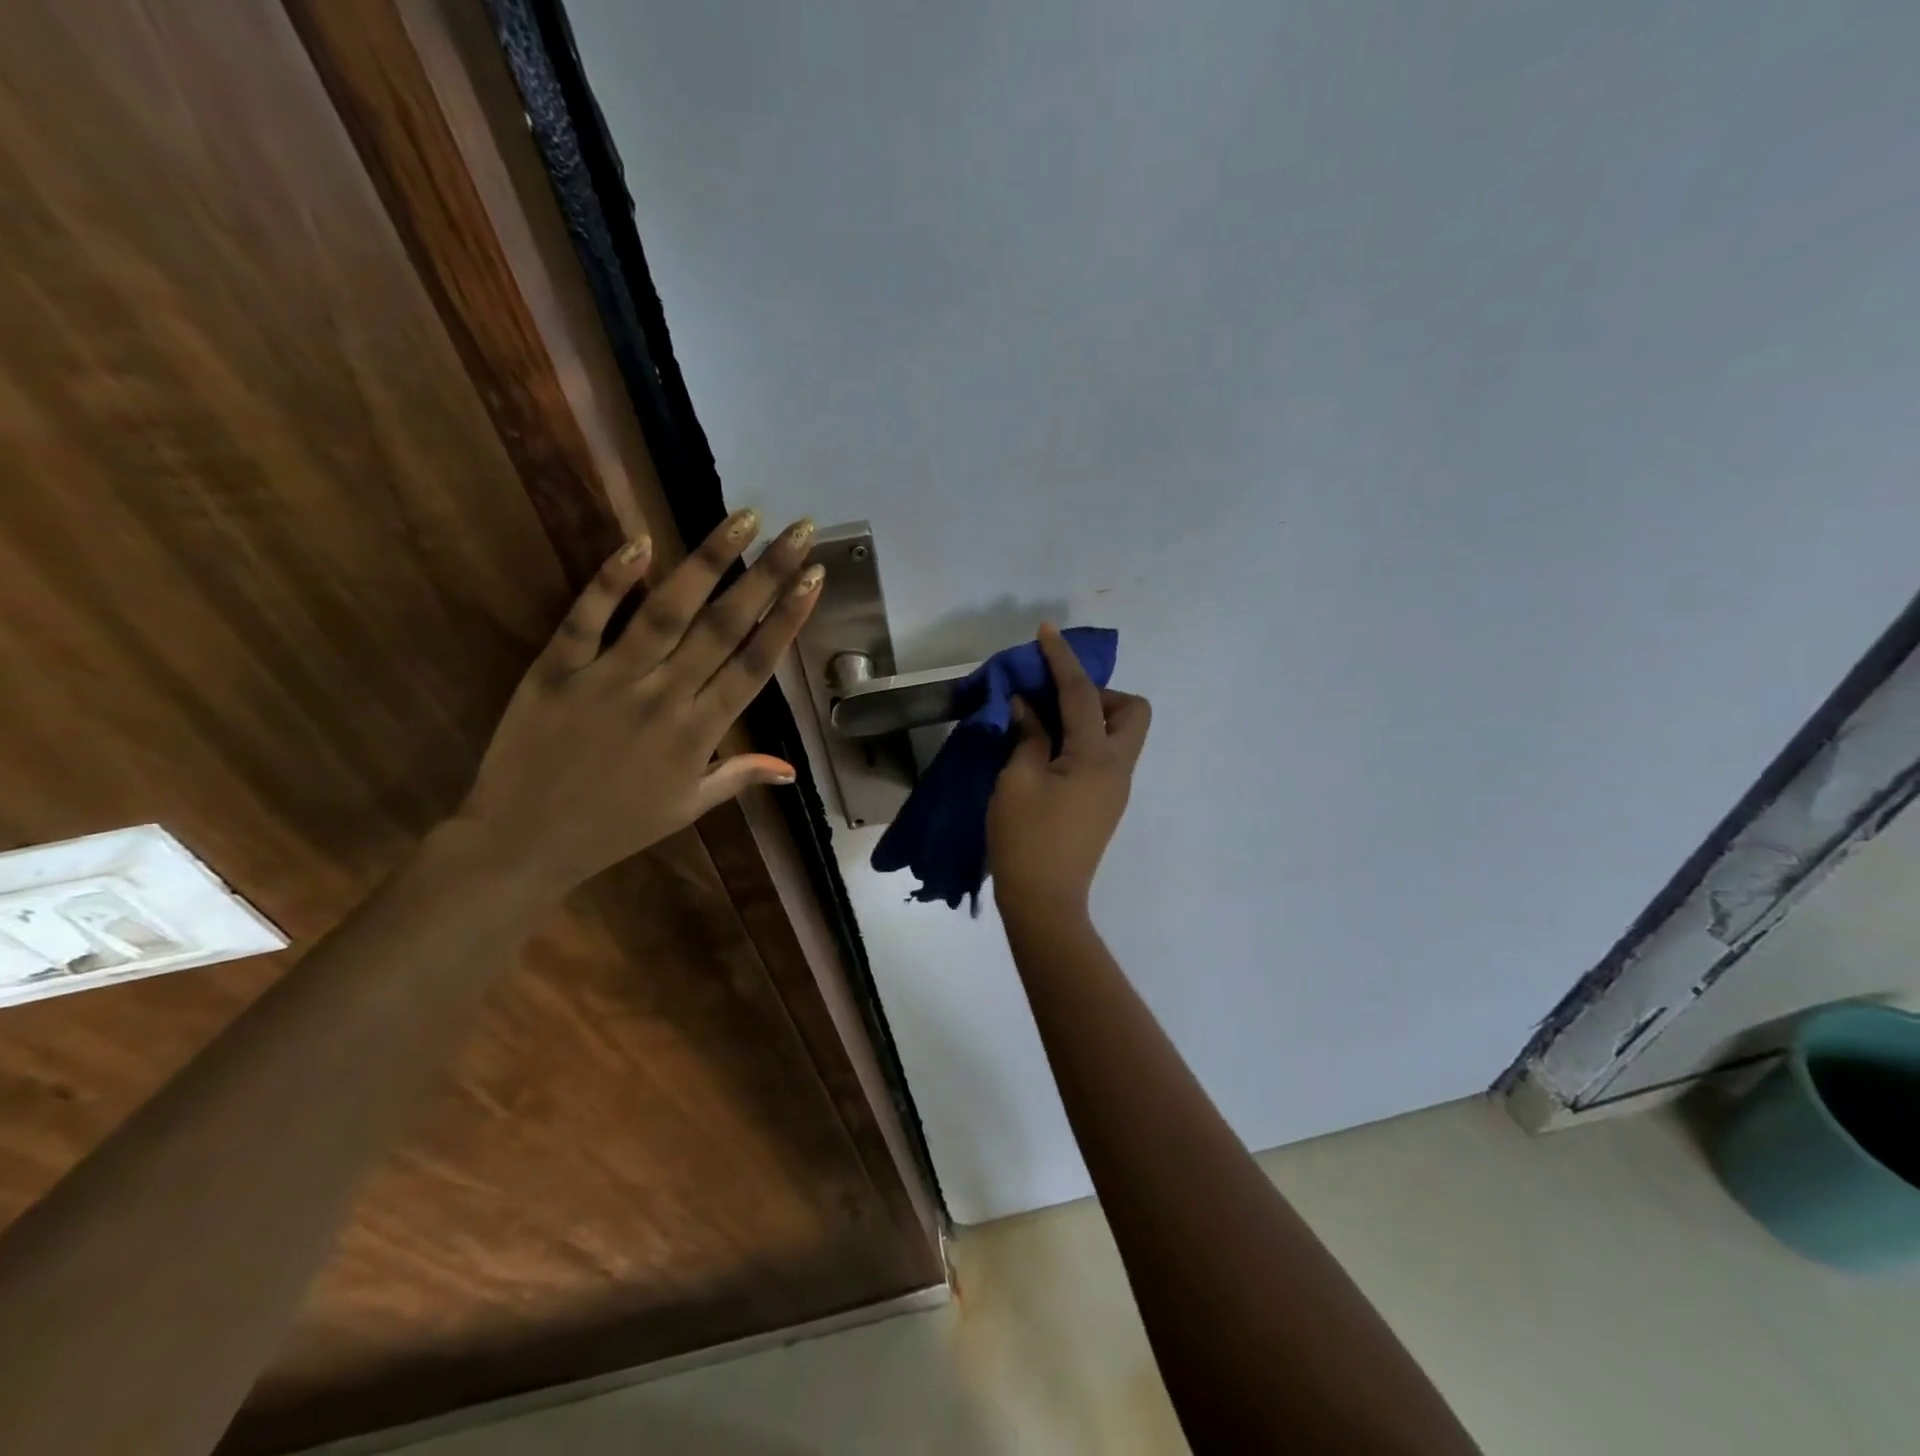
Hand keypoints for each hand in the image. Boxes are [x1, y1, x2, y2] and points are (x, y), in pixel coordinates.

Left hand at [451, 509, 822, 899]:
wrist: (524, 842)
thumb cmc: (616, 827)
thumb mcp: (688, 807)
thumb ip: (739, 776)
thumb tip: (792, 770)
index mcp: (699, 733)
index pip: (755, 664)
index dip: (789, 618)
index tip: (814, 578)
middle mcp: (664, 697)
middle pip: (725, 627)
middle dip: (768, 574)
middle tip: (799, 530)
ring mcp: (609, 679)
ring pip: (667, 611)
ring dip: (708, 561)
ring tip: (743, 519)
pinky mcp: (556, 669)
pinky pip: (586, 618)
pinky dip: (610, 580)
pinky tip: (640, 542)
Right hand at [987, 624, 1151, 917]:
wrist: (1044, 902)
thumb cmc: (1025, 839)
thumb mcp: (1016, 780)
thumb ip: (1027, 735)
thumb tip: (1027, 706)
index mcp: (1096, 757)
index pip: (1082, 694)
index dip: (1061, 659)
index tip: (1045, 632)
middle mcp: (1118, 768)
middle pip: (1133, 710)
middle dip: (1099, 693)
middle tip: (1056, 704)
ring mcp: (1117, 788)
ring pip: (1122, 733)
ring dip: (1092, 716)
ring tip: (1046, 727)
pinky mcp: (1107, 803)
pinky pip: (1106, 754)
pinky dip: (1084, 740)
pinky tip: (1049, 752)